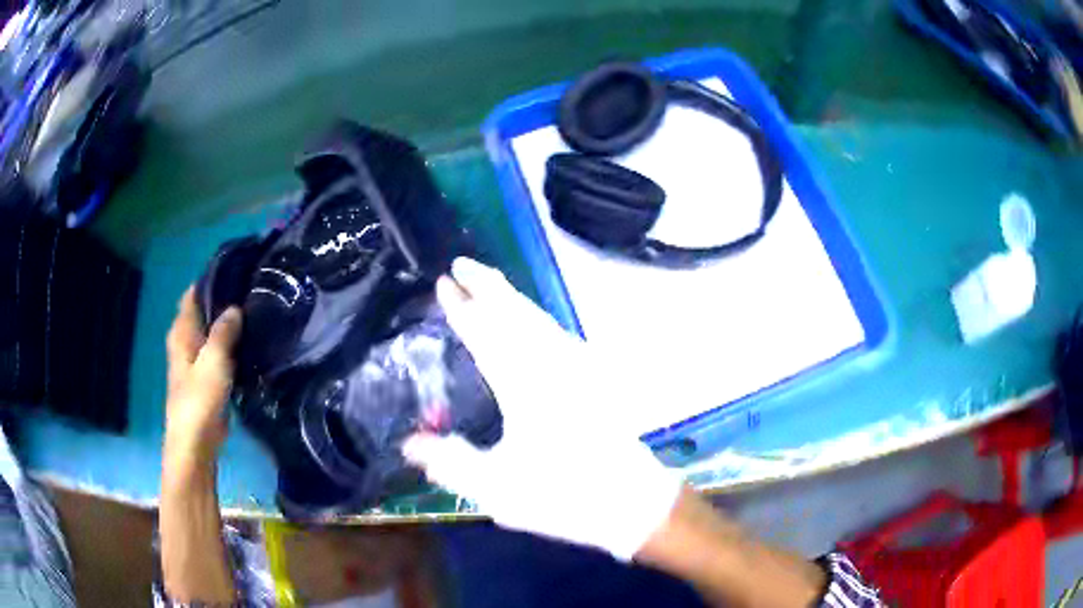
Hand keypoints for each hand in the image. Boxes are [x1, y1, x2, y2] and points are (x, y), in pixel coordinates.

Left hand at [164, 288, 242, 472]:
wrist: (195, 442)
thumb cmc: (199, 399)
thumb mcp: (213, 361)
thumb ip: (223, 332)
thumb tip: (235, 308)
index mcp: (181, 332)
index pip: (192, 295)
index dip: (210, 281)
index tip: (235, 270)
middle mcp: (185, 342)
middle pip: (202, 312)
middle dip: (221, 301)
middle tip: (250, 291)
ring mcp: (195, 361)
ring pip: (211, 333)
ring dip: (227, 324)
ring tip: (254, 313)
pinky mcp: (206, 379)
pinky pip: (218, 352)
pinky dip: (230, 345)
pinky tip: (248, 344)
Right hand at [403, 259, 682, 560]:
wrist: (630, 502)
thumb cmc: (563, 495)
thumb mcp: (497, 488)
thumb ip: (450, 463)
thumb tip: (410, 442)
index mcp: (524, 384)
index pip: (486, 333)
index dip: (463, 307)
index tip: (444, 283)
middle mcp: (551, 366)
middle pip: (516, 313)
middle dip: (488, 285)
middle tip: (463, 265)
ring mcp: (576, 370)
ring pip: (538, 320)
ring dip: (511, 298)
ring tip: (489, 286)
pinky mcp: (591, 381)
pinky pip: (555, 334)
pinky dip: (533, 318)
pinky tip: (531, 325)